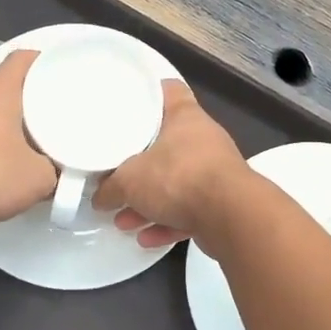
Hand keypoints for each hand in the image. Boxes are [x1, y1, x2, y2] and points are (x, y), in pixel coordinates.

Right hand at [95, 81, 251, 247]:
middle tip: (117, 173)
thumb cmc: (178, 178)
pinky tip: (145, 238)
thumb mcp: (129, 180)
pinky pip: (189, 211)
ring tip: (122, 220)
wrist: (231, 217)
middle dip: (140, 163)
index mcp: (185, 118)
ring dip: (151, 202)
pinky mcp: (222, 204)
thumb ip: (110, 187)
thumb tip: (99, 197)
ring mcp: (216, 172)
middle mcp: (203, 140)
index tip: (129, 103)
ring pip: (176, 183)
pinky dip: (168, 223)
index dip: (149, 93)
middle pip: (167, 143)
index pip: (168, 90)